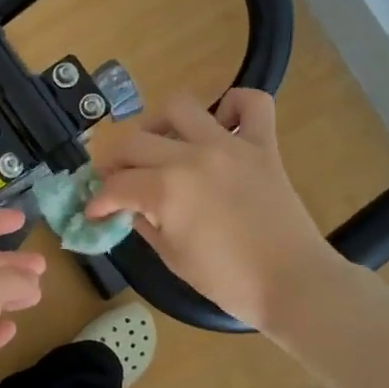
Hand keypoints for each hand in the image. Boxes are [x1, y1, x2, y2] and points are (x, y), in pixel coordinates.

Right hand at [85, 90, 346, 330]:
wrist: (293, 283)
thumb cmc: (228, 281)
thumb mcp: (172, 257)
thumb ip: (145, 224)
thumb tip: (129, 208)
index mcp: (166, 190)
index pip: (116, 185)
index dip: (99, 200)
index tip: (94, 211)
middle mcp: (192, 157)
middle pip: (134, 141)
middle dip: (113, 162)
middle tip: (114, 180)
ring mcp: (229, 146)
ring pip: (180, 107)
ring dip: (159, 124)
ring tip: (160, 146)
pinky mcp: (263, 146)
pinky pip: (251, 104)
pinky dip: (233, 107)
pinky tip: (220, 127)